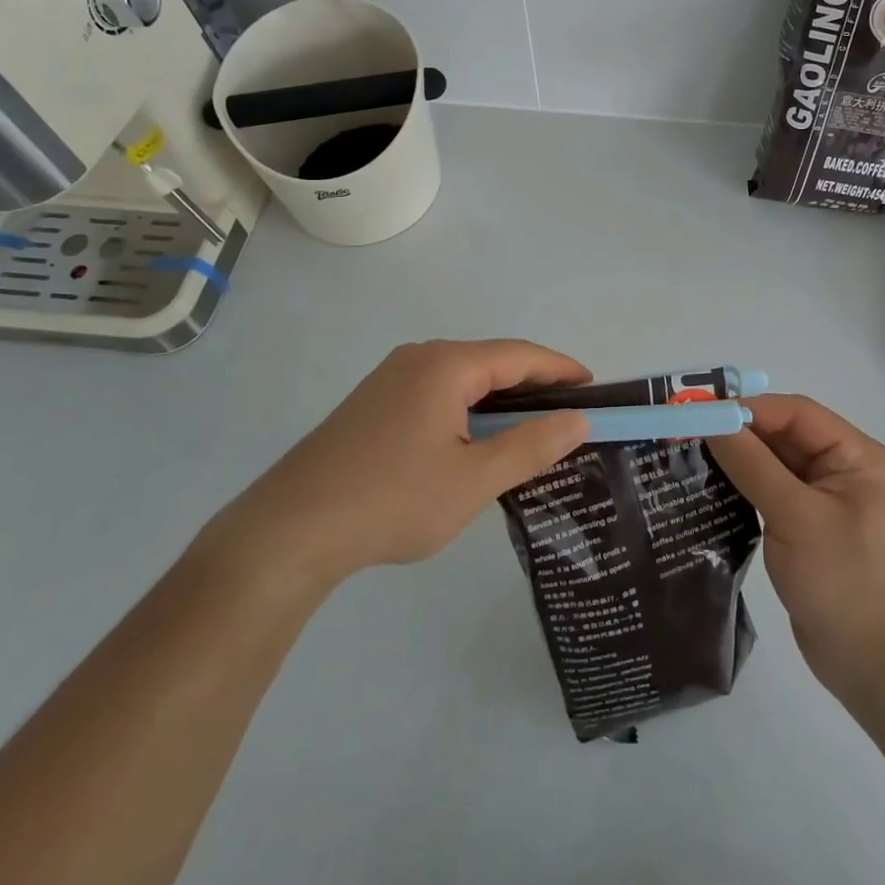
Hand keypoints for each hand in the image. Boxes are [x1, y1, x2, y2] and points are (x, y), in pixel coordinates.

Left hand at [204, 340, 590, 591]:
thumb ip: (531, 446)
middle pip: (491, 361)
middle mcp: (419, 357)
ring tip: (530, 429)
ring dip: (500, 398)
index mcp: (446, 364)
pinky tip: (475, 440)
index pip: (520, 355)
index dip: (561, 369)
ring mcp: (391, 378)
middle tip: (569, 414)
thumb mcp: (473, 479)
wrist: (290, 530)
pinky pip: (437, 391)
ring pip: (463, 378)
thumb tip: (578, 419)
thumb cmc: (393, 500)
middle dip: (533, 384)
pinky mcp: (374, 402)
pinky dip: (469, 408)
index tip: (594, 388)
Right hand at [707, 395, 884, 701]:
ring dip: (738, 461)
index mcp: (857, 456)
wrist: (879, 671)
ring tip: (690, 457)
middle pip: (784, 436)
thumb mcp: (796, 517)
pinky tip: (710, 491)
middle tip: (687, 434)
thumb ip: (753, 464)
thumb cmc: (845, 582)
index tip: (701, 413)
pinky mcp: (808, 530)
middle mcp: (844, 471)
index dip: (749, 409)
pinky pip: (771, 494)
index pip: (796, 413)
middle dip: (739, 434)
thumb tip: (713, 421)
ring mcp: (826, 502)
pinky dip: (743, 489)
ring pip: (774, 465)